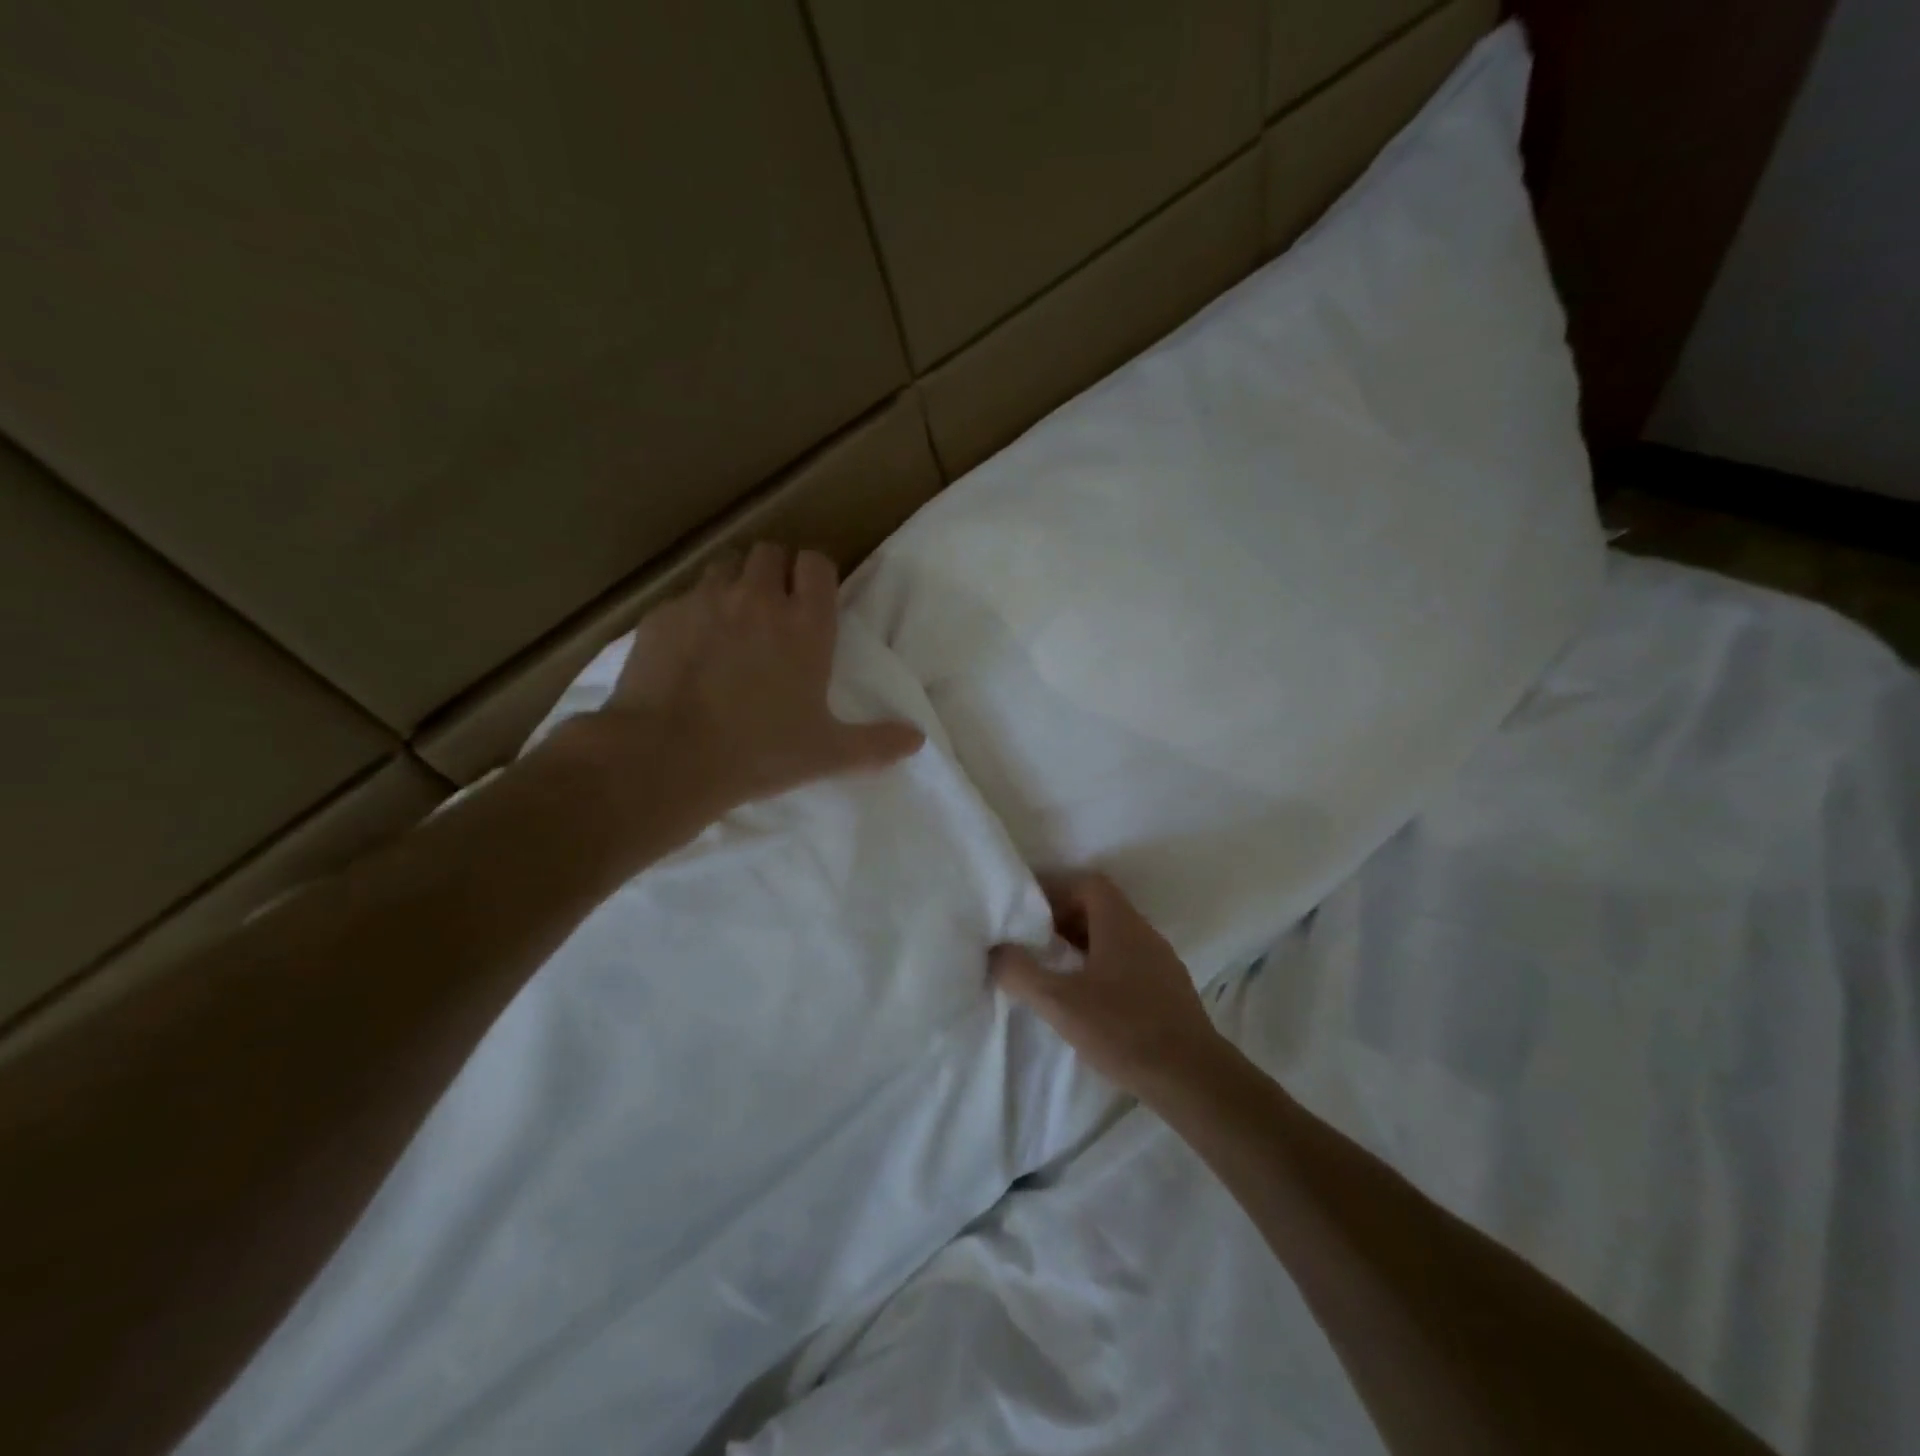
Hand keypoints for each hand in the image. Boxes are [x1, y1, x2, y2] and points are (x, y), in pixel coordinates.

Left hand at [566, 542, 924, 822]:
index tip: (813, 600)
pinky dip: (693, 613)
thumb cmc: (759, 753)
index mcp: (804, 624)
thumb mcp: (827, 754)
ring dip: (735, 584)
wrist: (667, 757)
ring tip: (732, 623)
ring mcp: (704, 601)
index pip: (816, 563)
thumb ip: (876, 743)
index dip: (815, 575)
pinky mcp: (661, 615)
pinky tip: (689, 650)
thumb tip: (918, 740)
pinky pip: (684, 598)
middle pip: (770, 553)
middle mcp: (757, 598)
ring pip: (725, 566)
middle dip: (775, 573)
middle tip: (773, 613)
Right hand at [991, 873, 1229, 1099]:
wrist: (1193, 1078)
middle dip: (1063, 917)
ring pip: (1114, 936)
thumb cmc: (1123, 1030)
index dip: (1055, 889)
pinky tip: (1086, 997)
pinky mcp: (1169, 990)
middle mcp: (1144, 933)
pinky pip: (1128, 961)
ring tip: (1053, 967)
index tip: (1027, 908)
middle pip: (1100, 907)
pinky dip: (1101, 965)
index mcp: (1120, 923)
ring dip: (1082, 943)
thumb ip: (1021, 972)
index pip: (1087, 883)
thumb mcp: (1060, 1002)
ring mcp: (1161, 962)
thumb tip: (995, 950)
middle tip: (1032, 937)